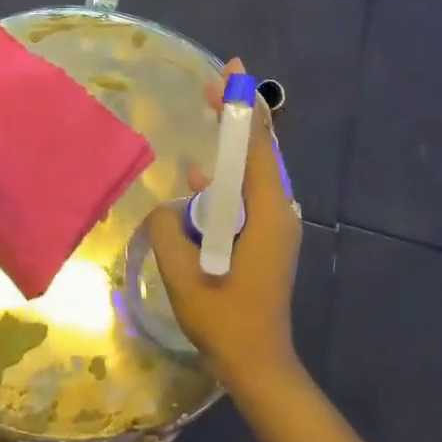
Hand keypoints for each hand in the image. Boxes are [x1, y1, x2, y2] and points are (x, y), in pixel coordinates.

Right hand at [147, 60, 303, 392]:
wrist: (259, 366)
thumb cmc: (226, 321)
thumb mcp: (183, 275)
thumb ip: (166, 231)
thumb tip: (164, 207)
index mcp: (266, 215)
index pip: (256, 148)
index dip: (244, 108)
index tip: (231, 75)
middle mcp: (278, 213)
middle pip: (259, 153)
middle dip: (239, 117)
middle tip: (217, 86)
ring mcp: (274, 227)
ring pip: (253, 174)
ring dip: (232, 148)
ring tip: (210, 121)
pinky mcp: (266, 240)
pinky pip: (246, 197)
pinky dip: (227, 182)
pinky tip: (200, 183)